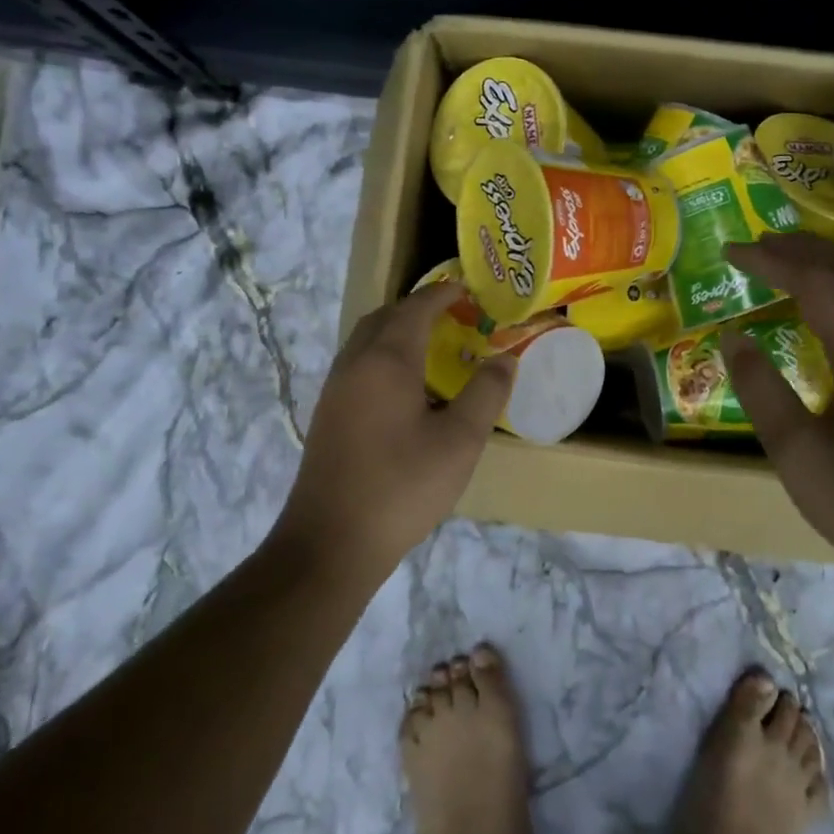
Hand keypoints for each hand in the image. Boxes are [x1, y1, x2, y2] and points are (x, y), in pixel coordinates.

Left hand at [273, 282, 515, 579]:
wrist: (330, 542)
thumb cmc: (402, 486)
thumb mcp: (459, 441)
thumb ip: (485, 393)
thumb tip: (505, 359)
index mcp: (386, 360)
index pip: (416, 308)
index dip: (443, 295)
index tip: (469, 292)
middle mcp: (354, 364)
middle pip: (384, 317)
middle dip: (417, 309)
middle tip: (453, 317)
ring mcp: (335, 390)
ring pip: (366, 342)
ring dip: (397, 333)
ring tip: (433, 349)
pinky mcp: (327, 416)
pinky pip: (358, 366)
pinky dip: (383, 358)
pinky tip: (406, 391)